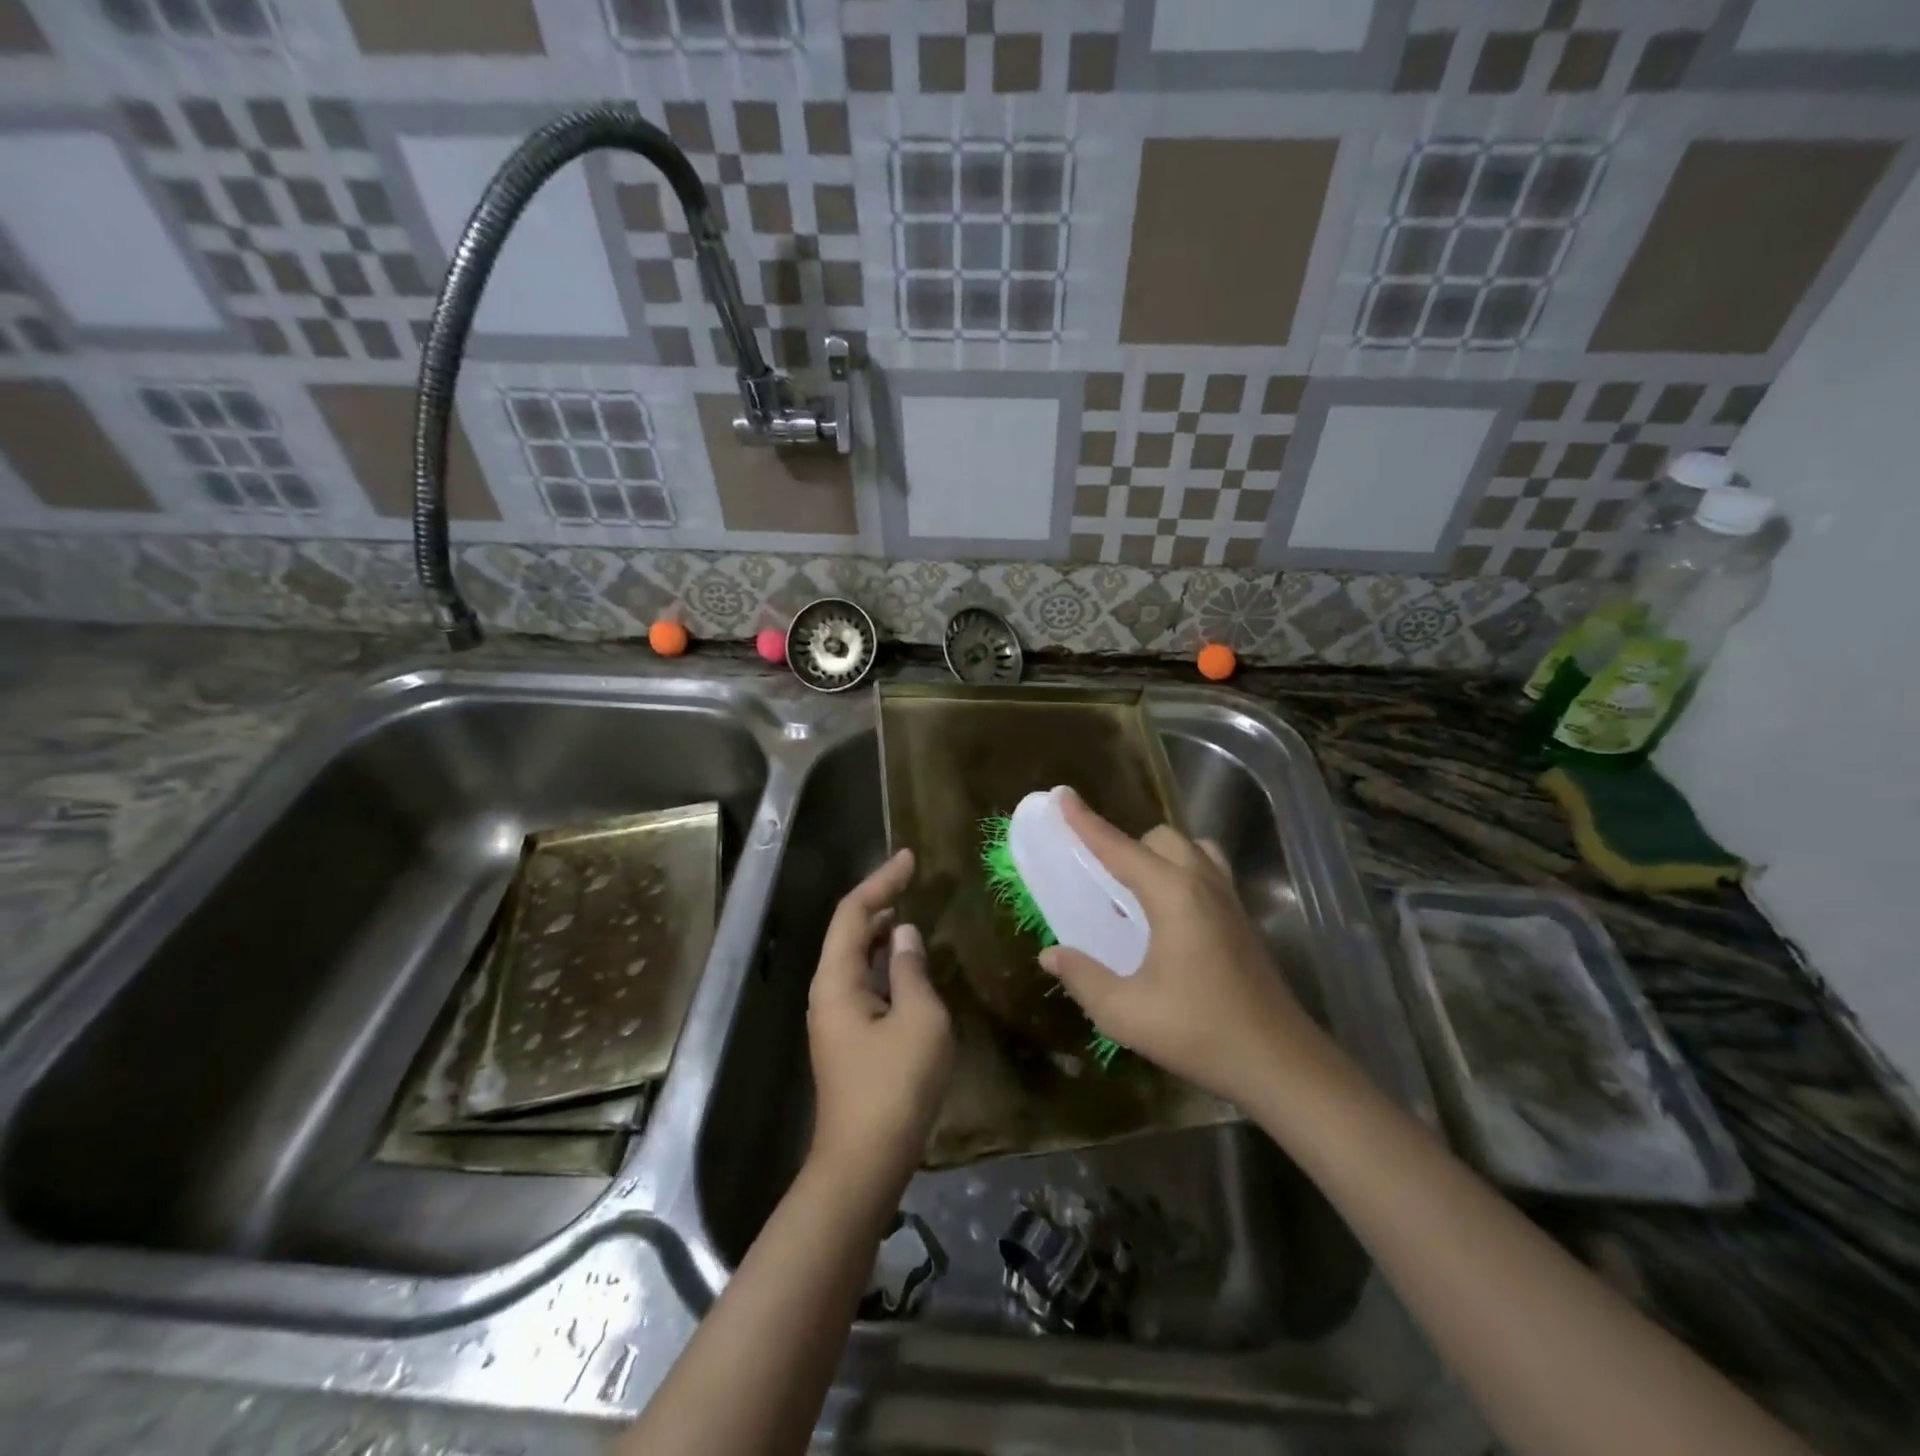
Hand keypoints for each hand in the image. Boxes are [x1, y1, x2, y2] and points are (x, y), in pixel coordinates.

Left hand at [806, 849, 953, 1200]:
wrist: (865, 1162)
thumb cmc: (894, 1086)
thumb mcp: (918, 1019)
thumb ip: (912, 970)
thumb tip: (906, 935)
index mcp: (837, 980)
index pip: (854, 912)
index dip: (881, 880)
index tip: (910, 858)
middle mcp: (828, 992)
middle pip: (850, 931)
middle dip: (879, 900)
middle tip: (912, 879)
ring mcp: (835, 1018)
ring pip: (856, 958)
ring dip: (882, 932)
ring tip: (912, 911)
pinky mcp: (848, 1039)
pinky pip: (864, 982)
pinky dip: (885, 962)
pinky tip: (907, 965)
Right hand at [1038, 792, 1329, 1107]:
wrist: (1279, 1062)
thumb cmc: (1199, 1032)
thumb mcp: (1125, 1012)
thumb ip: (1082, 977)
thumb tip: (1050, 955)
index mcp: (1172, 895)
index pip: (1118, 847)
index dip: (1086, 822)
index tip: (1062, 795)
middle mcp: (1202, 884)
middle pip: (1160, 838)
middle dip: (1126, 845)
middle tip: (1101, 879)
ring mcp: (1229, 899)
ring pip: (1190, 849)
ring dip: (1159, 856)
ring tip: (1137, 892)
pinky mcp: (1242, 918)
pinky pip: (1208, 870)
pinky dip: (1181, 872)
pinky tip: (1169, 916)